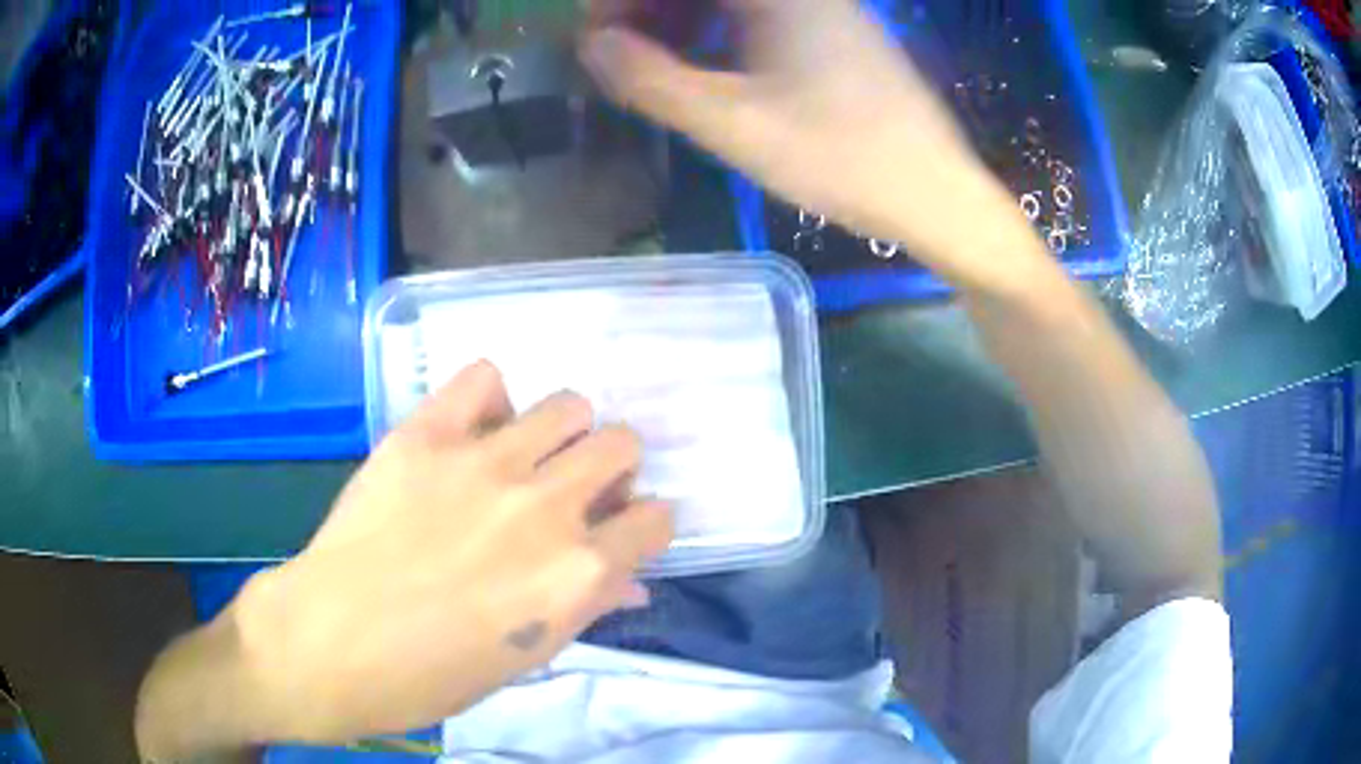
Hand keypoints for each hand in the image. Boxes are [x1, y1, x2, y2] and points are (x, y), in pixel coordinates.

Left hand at [234, 361, 672, 743]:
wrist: (330, 643)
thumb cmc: (431, 675)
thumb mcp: (525, 660)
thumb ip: (586, 608)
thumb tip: (630, 581)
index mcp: (578, 574)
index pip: (656, 519)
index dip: (645, 525)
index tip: (622, 531)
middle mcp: (546, 507)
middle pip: (621, 444)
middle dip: (613, 469)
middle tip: (577, 490)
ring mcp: (484, 462)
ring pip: (567, 404)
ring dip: (562, 432)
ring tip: (526, 457)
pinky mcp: (426, 434)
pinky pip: (484, 377)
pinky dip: (491, 399)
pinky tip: (473, 431)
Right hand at [580, 0, 1040, 289]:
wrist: (934, 191)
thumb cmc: (840, 157)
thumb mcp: (733, 124)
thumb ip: (653, 80)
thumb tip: (593, 45)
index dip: (623, 1)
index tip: (595, 35)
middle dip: (648, 8)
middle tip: (616, 51)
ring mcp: (821, 5)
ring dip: (679, 19)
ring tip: (651, 64)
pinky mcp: (832, 29)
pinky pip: (756, 12)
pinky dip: (717, 30)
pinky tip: (703, 67)